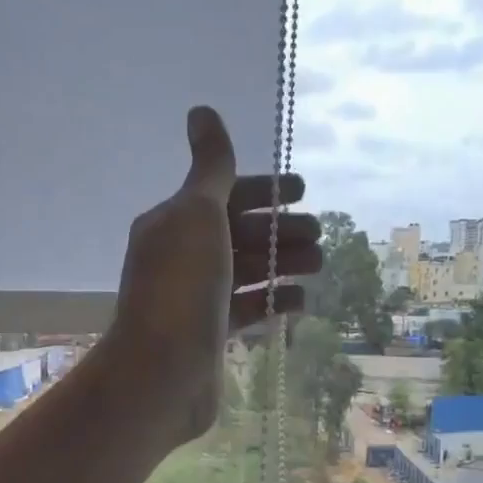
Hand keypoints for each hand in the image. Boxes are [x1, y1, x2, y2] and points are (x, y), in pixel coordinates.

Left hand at [104, 106, 319, 445]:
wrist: (162, 372)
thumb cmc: (182, 287)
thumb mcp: (197, 215)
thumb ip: (211, 167)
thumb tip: (201, 110)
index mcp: (173, 224)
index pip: (223, 194)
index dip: (264, 189)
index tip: (303, 190)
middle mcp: (182, 258)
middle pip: (239, 233)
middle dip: (280, 229)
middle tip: (318, 234)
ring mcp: (197, 299)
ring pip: (247, 272)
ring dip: (283, 263)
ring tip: (319, 264)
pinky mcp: (211, 335)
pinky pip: (247, 309)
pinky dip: (273, 301)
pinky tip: (300, 301)